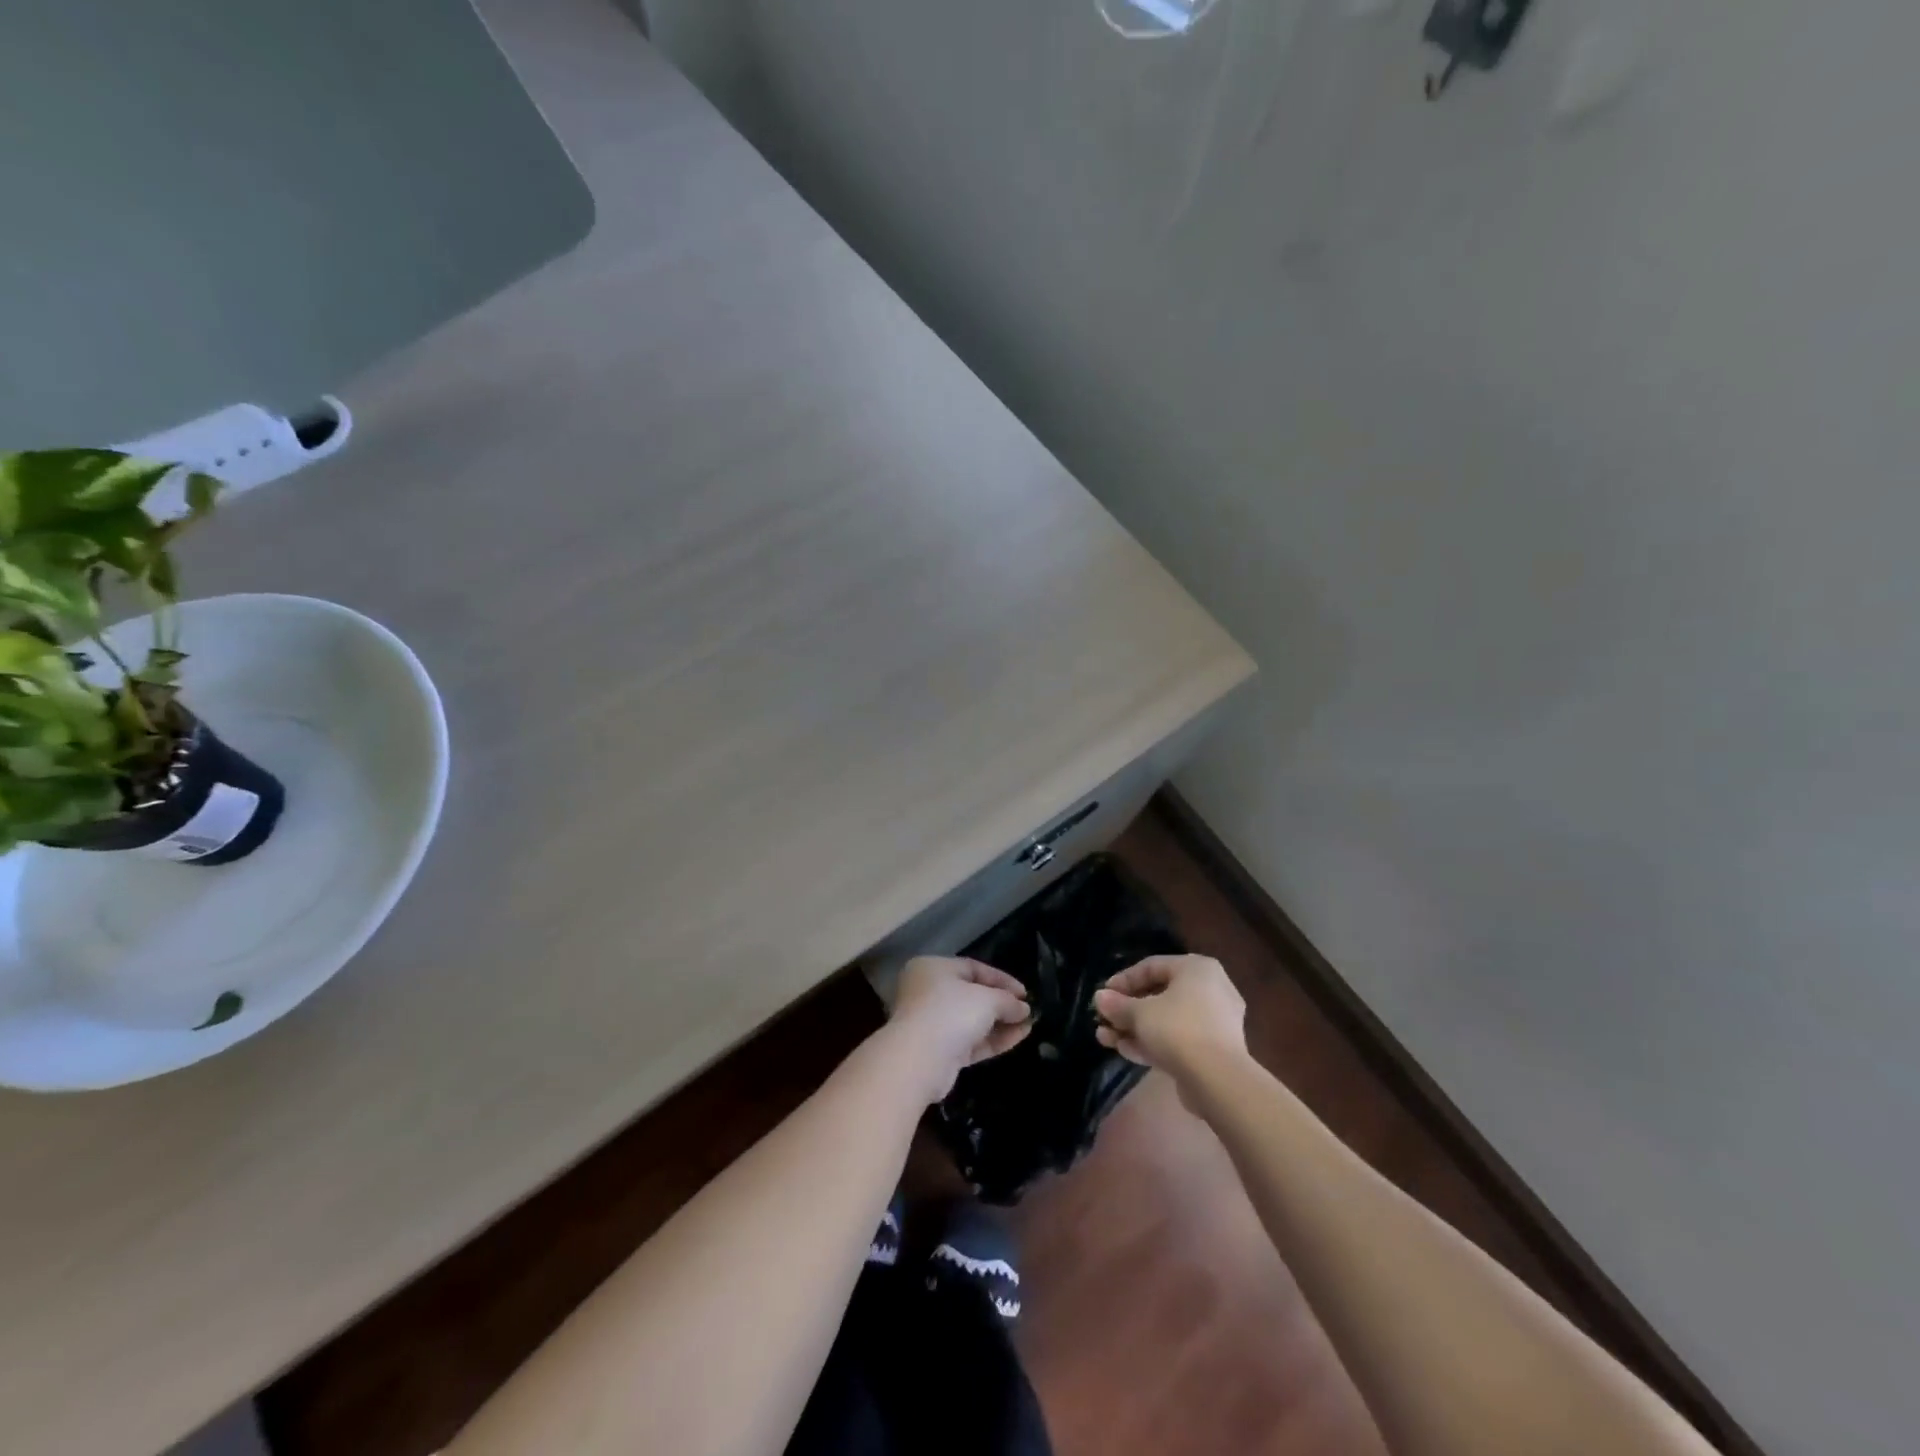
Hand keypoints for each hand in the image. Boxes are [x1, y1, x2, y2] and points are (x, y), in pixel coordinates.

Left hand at [885, 956, 1032, 1102]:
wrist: (919, 1060)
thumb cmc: (950, 1012)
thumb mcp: (986, 999)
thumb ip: (1007, 1001)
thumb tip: (1024, 1008)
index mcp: (933, 968)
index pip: (973, 968)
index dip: (1001, 979)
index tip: (1025, 992)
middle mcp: (928, 992)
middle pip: (972, 995)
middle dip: (1002, 1003)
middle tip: (1027, 1009)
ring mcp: (932, 1024)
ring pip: (972, 1021)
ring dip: (1001, 1023)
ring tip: (1029, 1024)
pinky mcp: (939, 1052)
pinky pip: (971, 1041)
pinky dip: (993, 1039)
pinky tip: (1019, 1037)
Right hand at [1093, 954, 1246, 1083]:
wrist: (1218, 1080)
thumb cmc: (1178, 1029)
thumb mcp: (1140, 1013)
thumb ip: (1118, 1004)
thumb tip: (1100, 998)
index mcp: (1197, 969)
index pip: (1152, 966)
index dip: (1123, 980)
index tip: (1103, 995)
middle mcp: (1210, 990)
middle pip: (1159, 995)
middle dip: (1127, 1009)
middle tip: (1103, 1019)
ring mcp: (1214, 1023)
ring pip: (1167, 1020)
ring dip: (1135, 1028)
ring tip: (1105, 1038)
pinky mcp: (1213, 1051)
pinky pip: (1178, 1039)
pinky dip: (1153, 1043)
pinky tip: (1124, 1051)